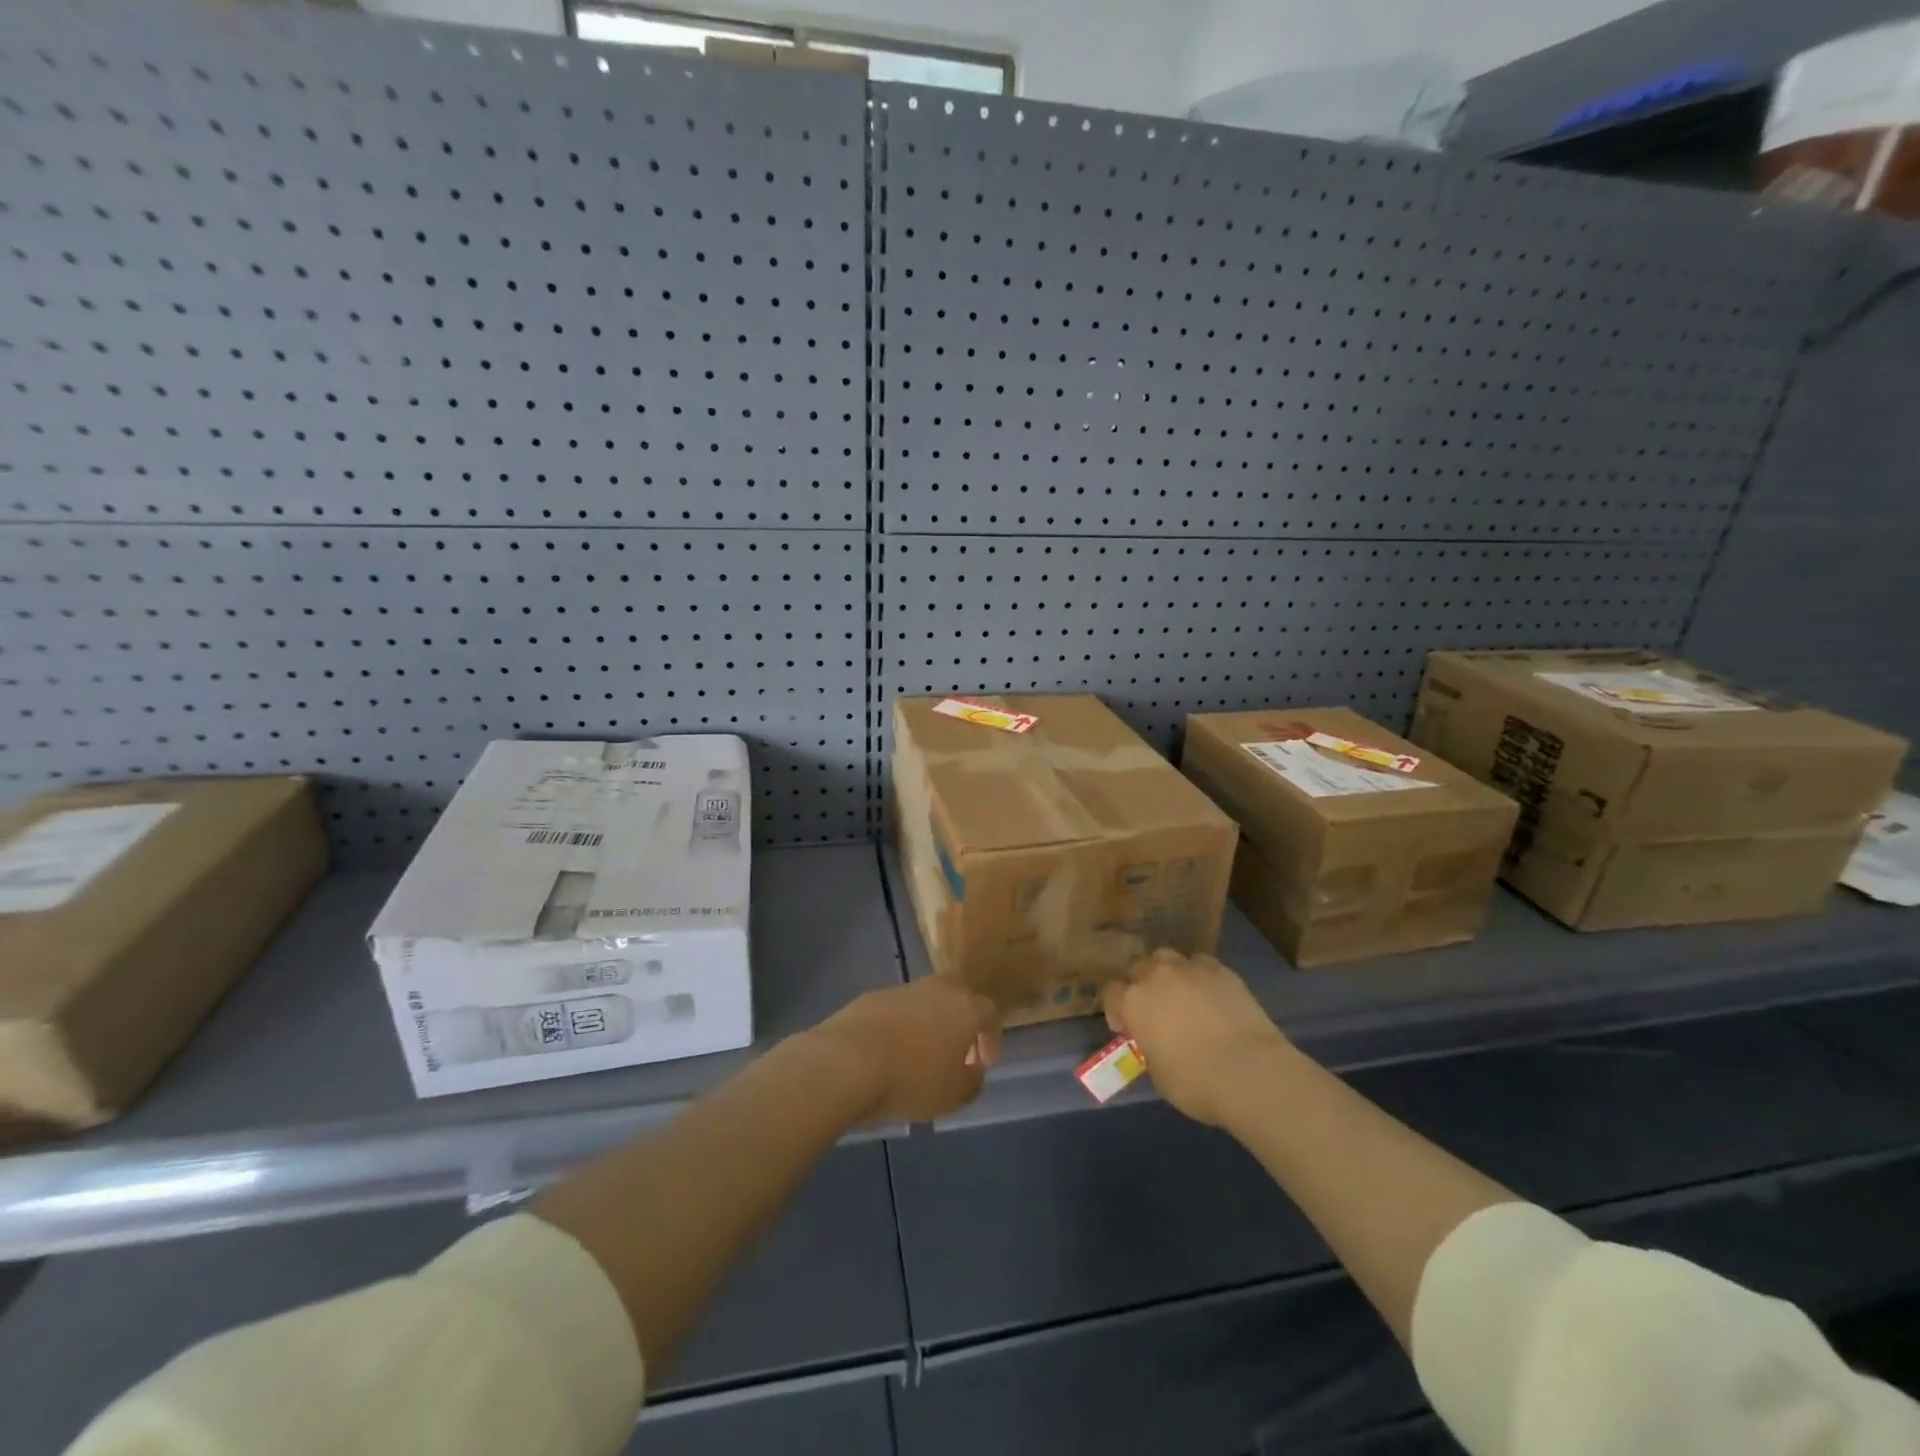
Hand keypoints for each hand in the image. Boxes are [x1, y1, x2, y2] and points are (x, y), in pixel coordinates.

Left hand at [809, 977, 1001, 1124]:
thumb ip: (972, 1080)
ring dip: (928, 1024)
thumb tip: (972, 1069)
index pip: (989, 1013)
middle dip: (961, 1020)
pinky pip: (896, 1011)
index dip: (991, 1038)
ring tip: (919, 1056)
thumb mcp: (954, 1095)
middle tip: (956, 1050)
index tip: (985, 1063)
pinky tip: (890, 1054)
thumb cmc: (912, 1079)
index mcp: (964, 1008)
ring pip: (925, 1001)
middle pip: (957, 995)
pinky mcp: (871, 998)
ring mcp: (902, 990)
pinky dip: (899, 1028)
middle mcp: (937, 989)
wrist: (848, 1060)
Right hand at [1103, 949, 1289, 1125]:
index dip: (1116, 1010)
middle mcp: (1156, 975)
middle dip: (1141, 986)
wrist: (1250, 1072)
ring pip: (1167, 959)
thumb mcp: (1157, 1073)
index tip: (1127, 1028)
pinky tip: (1210, 996)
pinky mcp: (1220, 969)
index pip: (1110, 992)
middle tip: (1154, 1010)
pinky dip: (1199, 977)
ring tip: (1181, 996)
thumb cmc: (1195, 1082)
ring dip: (1167, 974)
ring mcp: (1189, 968)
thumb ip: (1149, 1047)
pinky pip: (1200, 965)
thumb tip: (1156, 1042)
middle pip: (1138, 968)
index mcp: (1132, 1000)